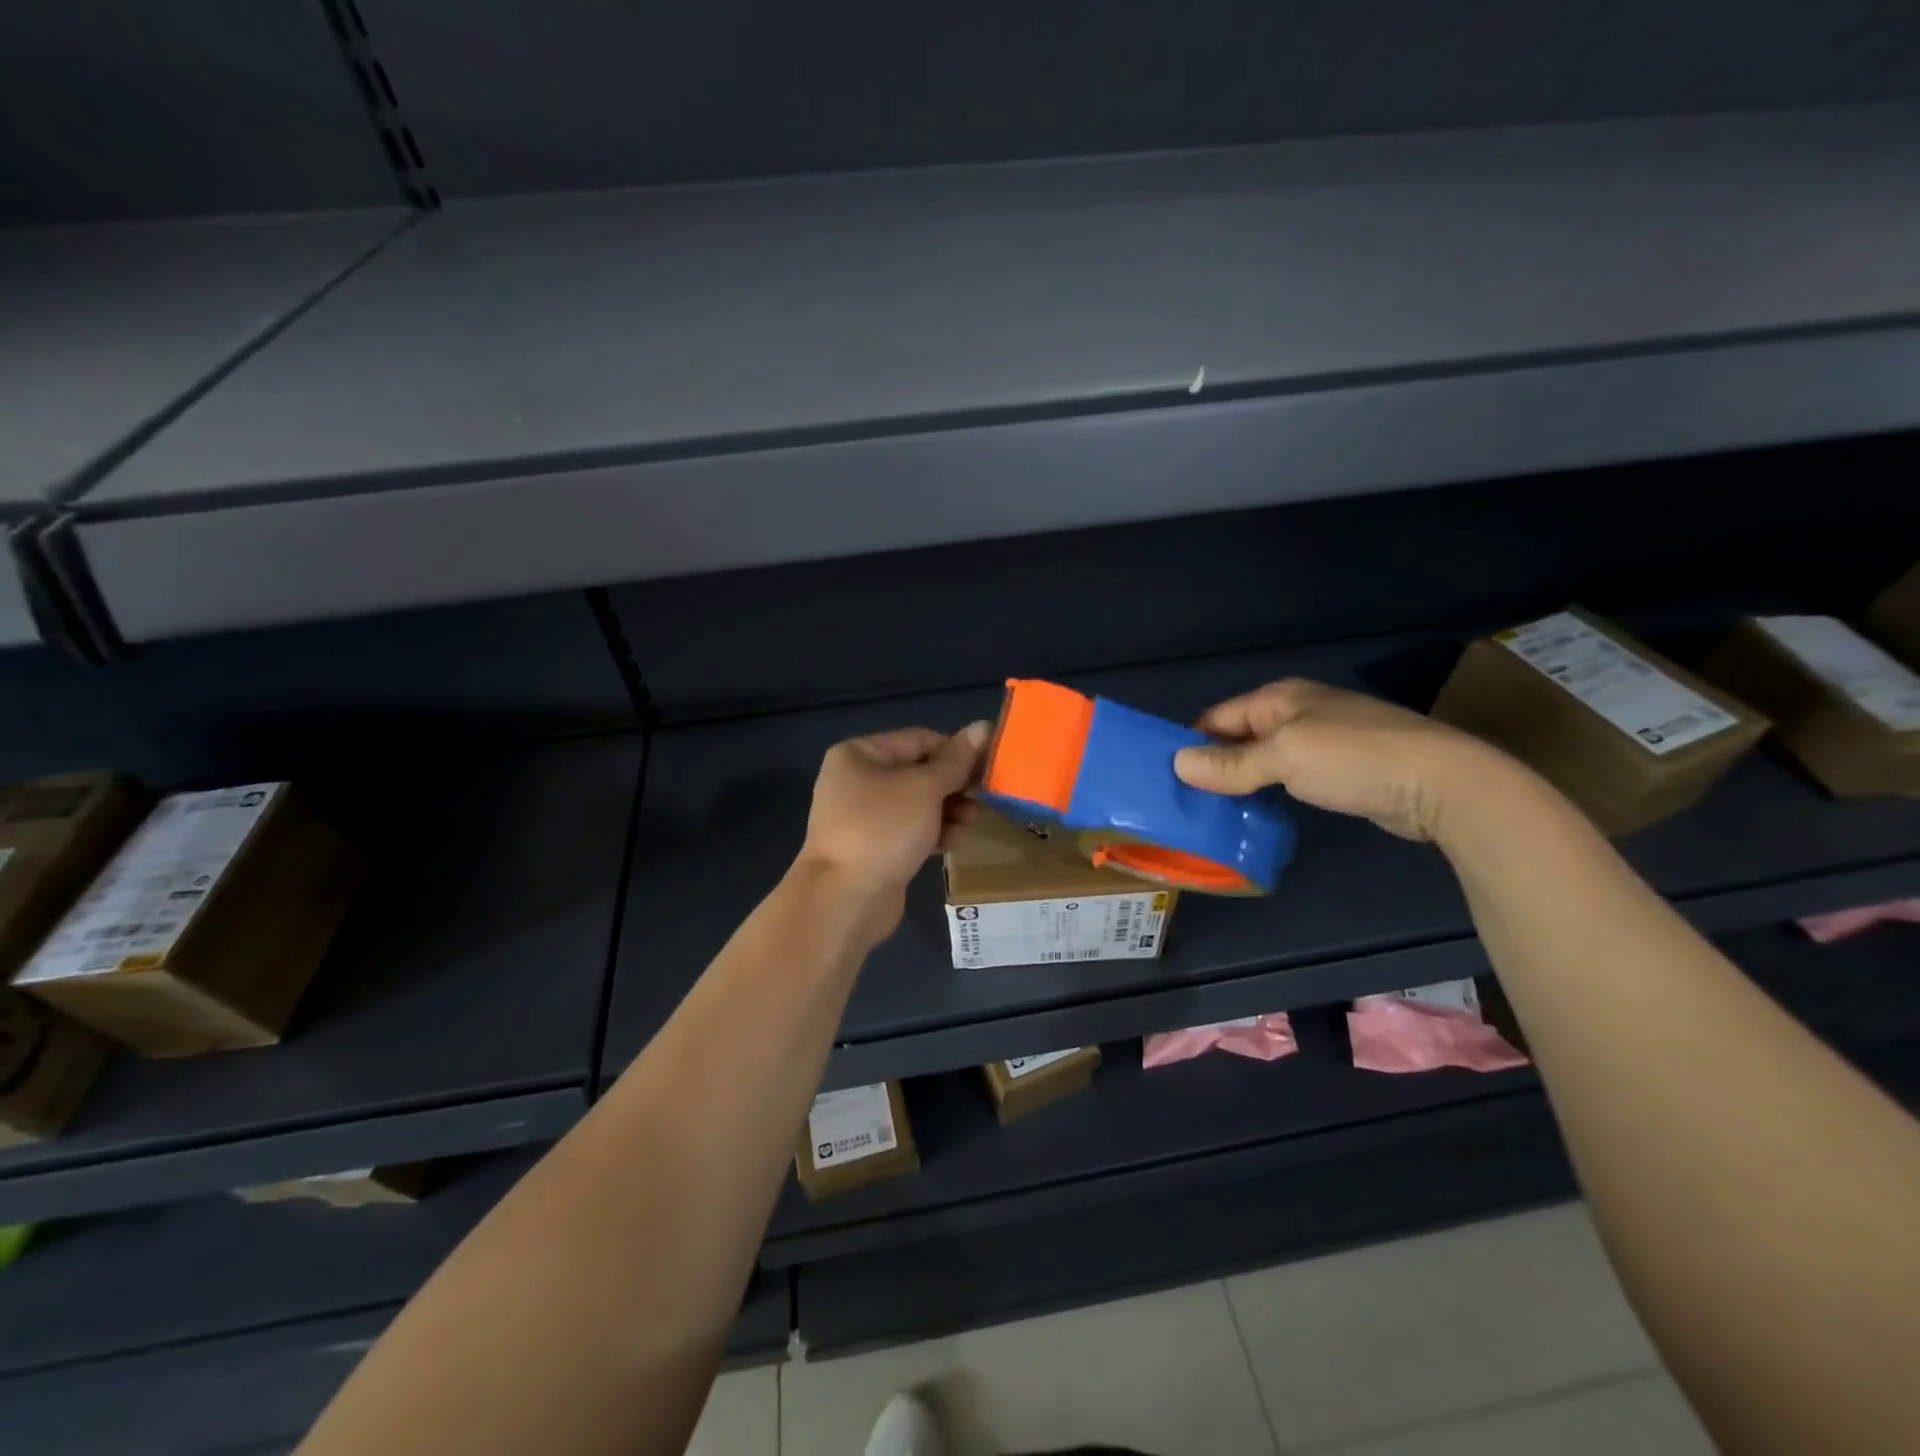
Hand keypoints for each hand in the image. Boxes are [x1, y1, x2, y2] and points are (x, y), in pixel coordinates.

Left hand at [796, 722, 989, 933]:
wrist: (845, 899)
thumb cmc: (883, 829)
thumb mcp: (925, 788)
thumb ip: (956, 760)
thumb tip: (983, 726)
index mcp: (859, 754)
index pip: (919, 739)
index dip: (956, 750)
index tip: (989, 766)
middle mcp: (857, 780)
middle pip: (919, 772)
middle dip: (954, 785)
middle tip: (985, 796)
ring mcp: (863, 816)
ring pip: (918, 803)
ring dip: (948, 810)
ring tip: (972, 821)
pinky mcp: (874, 847)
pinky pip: (910, 830)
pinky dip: (933, 832)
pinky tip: (954, 842)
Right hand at [1172, 678, 1514, 842]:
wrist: (1441, 783)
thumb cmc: (1354, 759)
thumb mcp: (1284, 757)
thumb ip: (1230, 764)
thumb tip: (1177, 764)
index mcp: (1279, 698)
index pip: (1216, 718)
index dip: (1191, 745)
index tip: (1167, 779)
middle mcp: (1296, 713)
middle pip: (1237, 739)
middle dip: (1213, 767)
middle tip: (1186, 803)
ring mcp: (1320, 741)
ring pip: (1262, 761)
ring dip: (1241, 784)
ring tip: (1212, 815)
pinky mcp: (1339, 771)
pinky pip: (1288, 778)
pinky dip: (1269, 794)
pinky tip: (1256, 816)